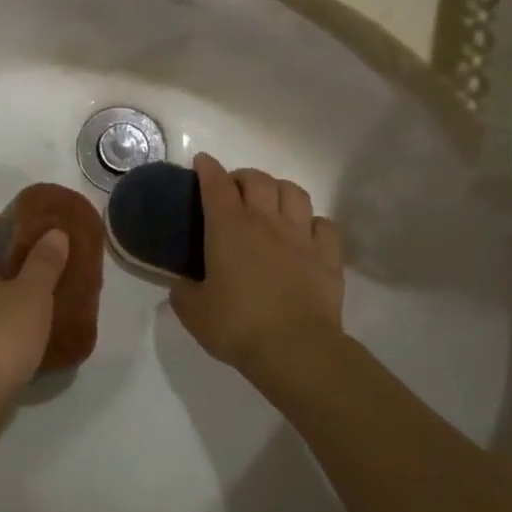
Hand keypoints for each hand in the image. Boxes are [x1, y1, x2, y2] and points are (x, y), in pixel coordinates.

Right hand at [170, 154, 344, 387]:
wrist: (295, 350)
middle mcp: (265, 222)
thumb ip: (183, 290)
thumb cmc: (237, 326)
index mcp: (228, 228)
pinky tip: (304, 232)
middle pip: (257, 179)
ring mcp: (301, 236)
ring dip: (278, 190)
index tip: (202, 162)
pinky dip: (312, 222)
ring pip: (293, 192)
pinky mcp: (328, 256)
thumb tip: (183, 283)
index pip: (216, 184)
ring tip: (270, 203)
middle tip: (232, 191)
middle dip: (242, 176)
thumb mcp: (192, 311)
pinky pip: (324, 224)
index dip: (207, 168)